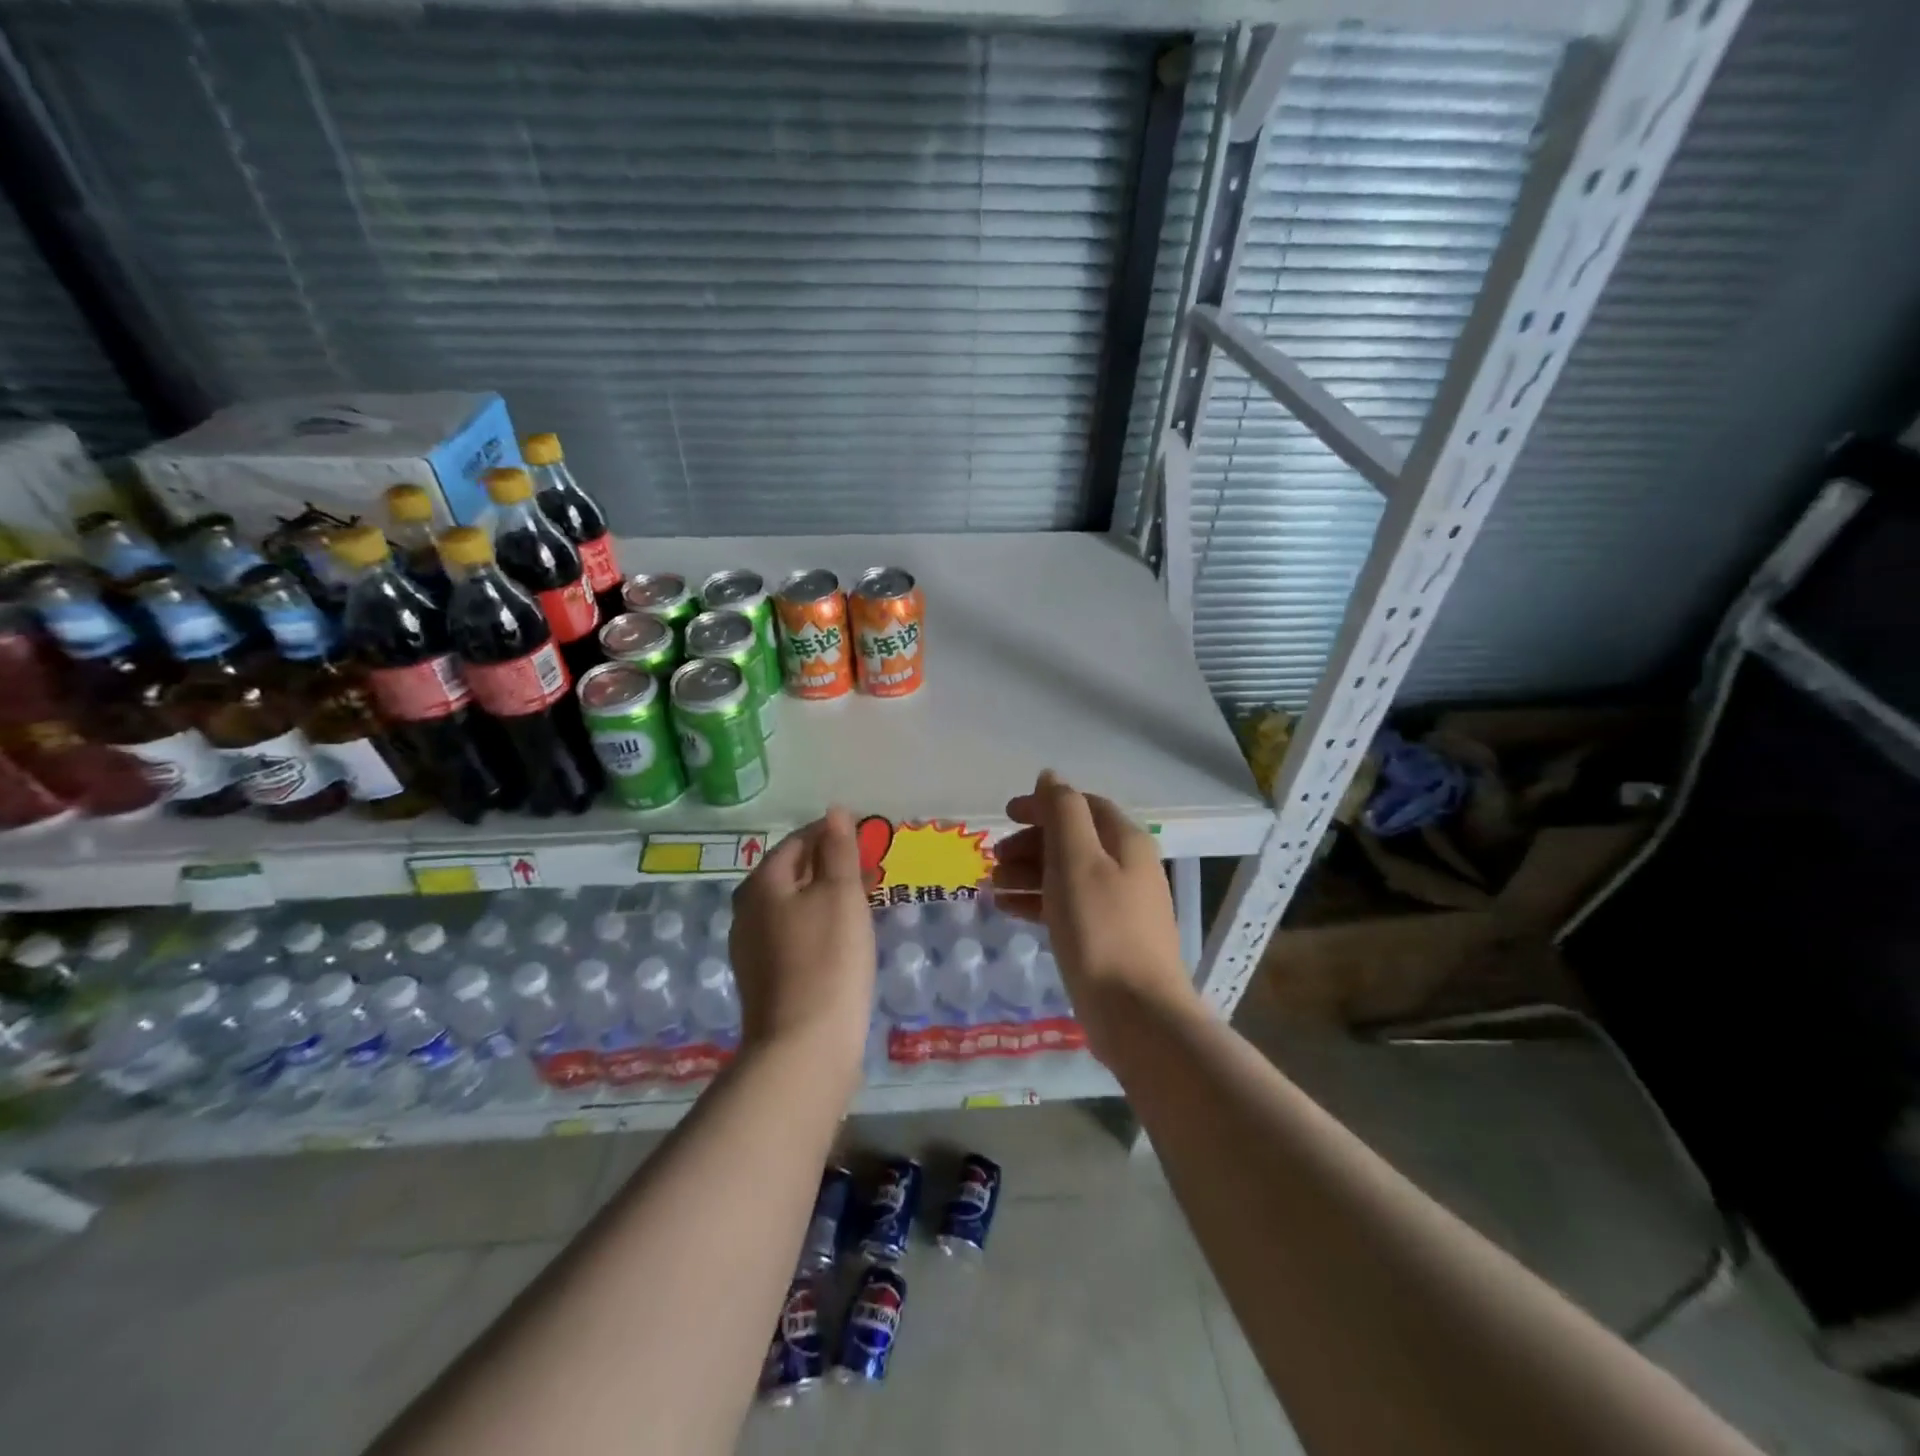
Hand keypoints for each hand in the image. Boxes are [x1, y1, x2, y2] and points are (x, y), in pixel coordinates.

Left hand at [729, 807, 875, 1072]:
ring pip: (792, 905)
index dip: (832, 834)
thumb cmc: (828, 959)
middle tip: (869, 870)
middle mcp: (747, 910)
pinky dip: (817, 924)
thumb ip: (839, 850)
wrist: (803, 1047)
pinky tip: (841, 938)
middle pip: (792, 873)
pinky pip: (792, 934)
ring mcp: (751, 947)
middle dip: (829, 865)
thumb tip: (834, 811)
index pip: (799, 841)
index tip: (866, 839)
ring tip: (862, 901)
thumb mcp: (840, 895)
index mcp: (762, 883)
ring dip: (825, 896)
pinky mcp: (763, 978)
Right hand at [991, 771, 1197, 1054]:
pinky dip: (1038, 901)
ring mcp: (1119, 904)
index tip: (1004, 817)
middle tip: (994, 860)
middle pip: (1073, 839)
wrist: (1136, 1013)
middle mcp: (1127, 866)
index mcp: (1125, 841)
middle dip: (1031, 843)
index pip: (1081, 806)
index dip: (1042, 805)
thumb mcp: (1076, 859)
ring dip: (1029, 872)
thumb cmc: (1101, 928)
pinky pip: (1068, 905)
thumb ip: (1062, 812)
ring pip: (1067, 874)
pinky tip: (1009, 909)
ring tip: (993, 886)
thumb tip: (1050, 776)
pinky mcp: (1107, 938)